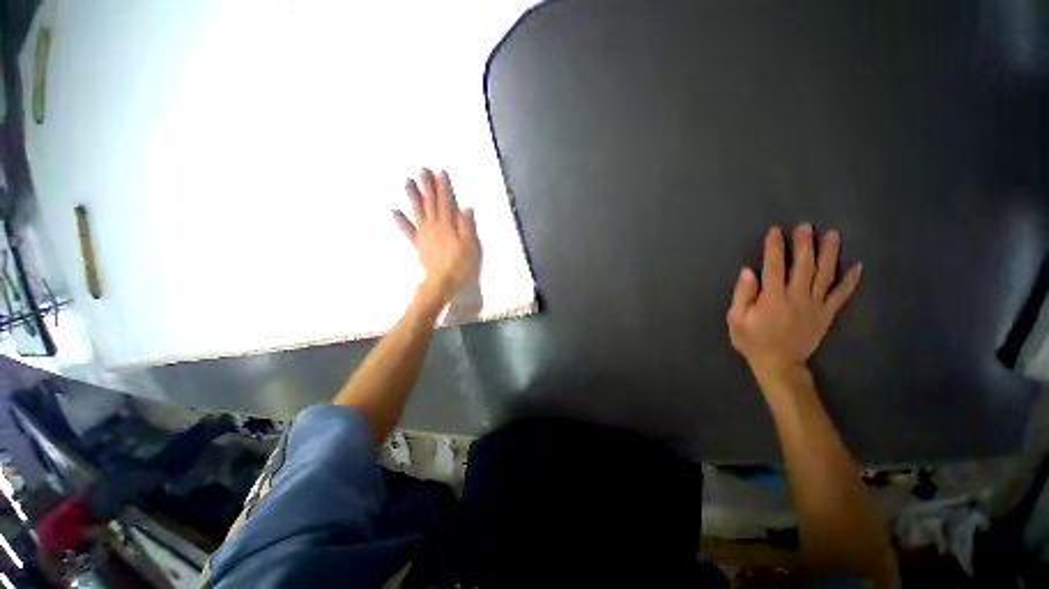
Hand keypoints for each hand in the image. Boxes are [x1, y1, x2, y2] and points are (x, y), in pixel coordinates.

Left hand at [393, 168, 481, 300]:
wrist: (442, 283)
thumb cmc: (461, 266)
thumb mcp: (471, 246)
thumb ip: (468, 227)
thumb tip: (466, 207)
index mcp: (448, 225)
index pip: (446, 202)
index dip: (444, 187)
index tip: (440, 172)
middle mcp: (434, 226)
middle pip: (431, 203)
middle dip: (427, 186)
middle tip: (421, 170)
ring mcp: (424, 235)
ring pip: (418, 212)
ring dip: (413, 197)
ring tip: (407, 182)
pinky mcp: (418, 245)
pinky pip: (408, 230)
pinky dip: (401, 220)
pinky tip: (394, 211)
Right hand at [727, 224, 861, 377]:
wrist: (779, 364)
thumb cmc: (752, 341)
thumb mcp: (736, 320)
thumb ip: (742, 295)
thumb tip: (748, 271)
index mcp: (773, 298)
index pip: (774, 267)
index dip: (775, 248)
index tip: (776, 230)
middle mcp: (797, 297)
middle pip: (803, 266)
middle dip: (804, 245)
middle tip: (807, 226)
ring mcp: (816, 305)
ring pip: (825, 275)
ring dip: (829, 254)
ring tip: (833, 235)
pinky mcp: (827, 314)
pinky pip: (841, 295)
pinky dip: (851, 281)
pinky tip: (858, 266)